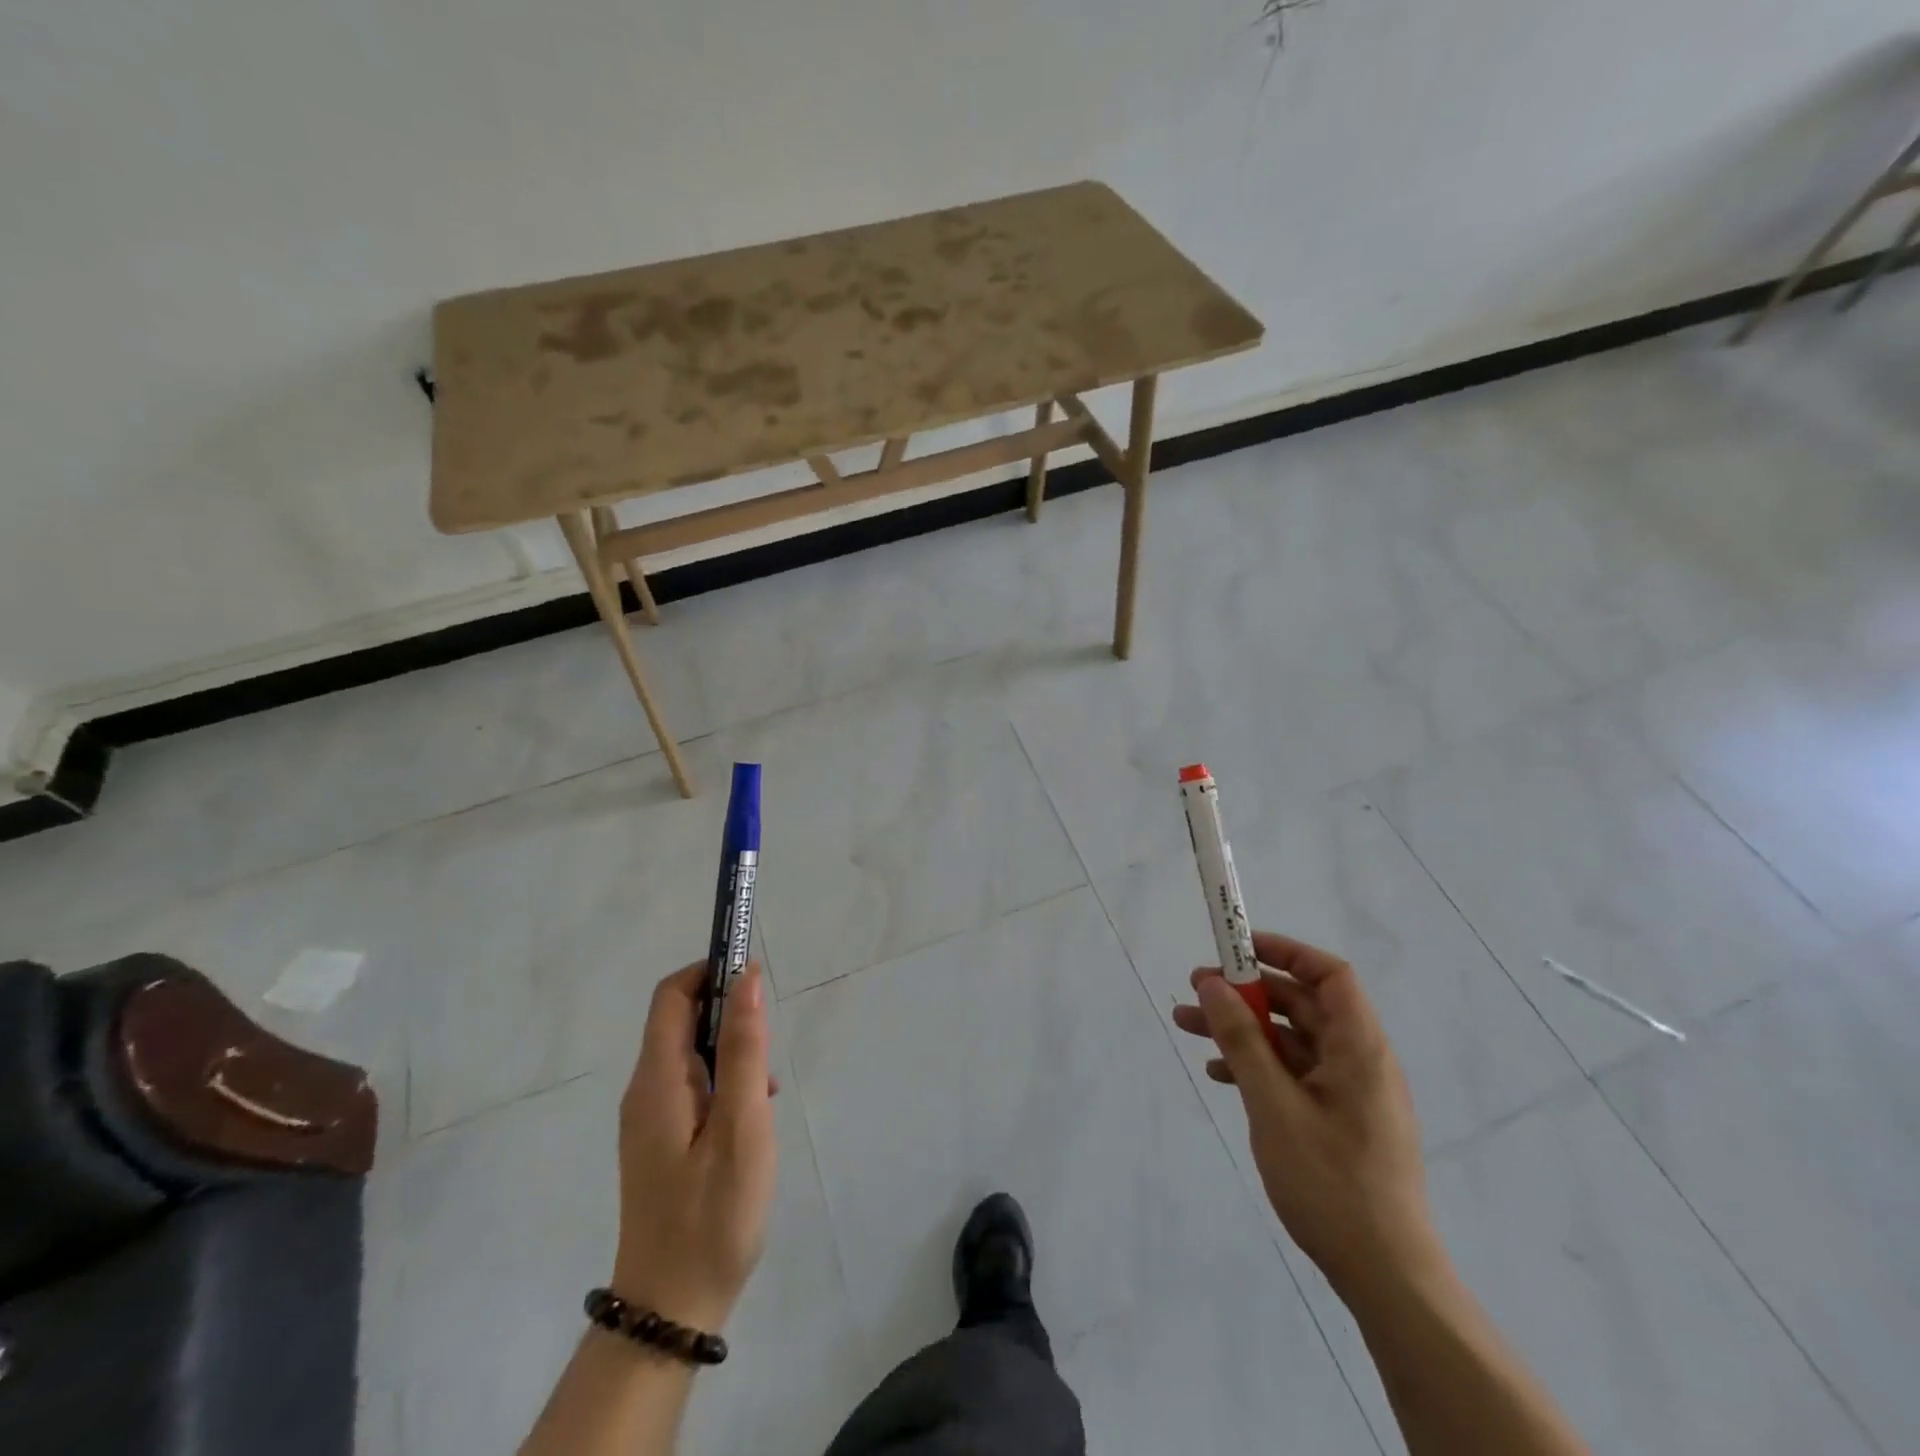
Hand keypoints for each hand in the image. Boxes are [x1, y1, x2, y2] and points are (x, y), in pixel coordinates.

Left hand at [609, 961, 777, 1332]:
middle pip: (681, 1021)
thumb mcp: (743, 1125)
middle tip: (768, 1050)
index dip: (710, 970)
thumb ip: (746, 1049)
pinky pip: (693, 1087)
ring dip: (732, 1052)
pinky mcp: (661, 1142)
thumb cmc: (713, 1213)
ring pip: (692, 1055)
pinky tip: (754, 1116)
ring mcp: (650, 1119)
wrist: (671, 1310)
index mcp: (657, 1080)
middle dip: (728, 1015)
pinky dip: (725, 1081)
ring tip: (767, 1091)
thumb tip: (747, 978)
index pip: (672, 995)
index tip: (753, 974)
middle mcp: (645, 1091)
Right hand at [1172, 933, 1437, 1300]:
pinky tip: (1221, 1074)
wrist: (1386, 1276)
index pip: (1329, 975)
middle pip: (1301, 1005)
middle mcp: (1359, 1061)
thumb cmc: (1331, 1183)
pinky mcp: (1339, 1120)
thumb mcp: (1274, 1105)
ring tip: (1189, 1026)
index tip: (1237, 948)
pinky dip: (1258, 1065)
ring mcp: (1350, 1092)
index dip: (1285, 951)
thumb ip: (1242, 1040)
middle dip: (1246, 992)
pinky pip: (1294, 1073)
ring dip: (1242, 1029)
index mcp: (1359, 1048)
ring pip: (1290, 1040)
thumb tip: (1213, 984)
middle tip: (1196, 990)